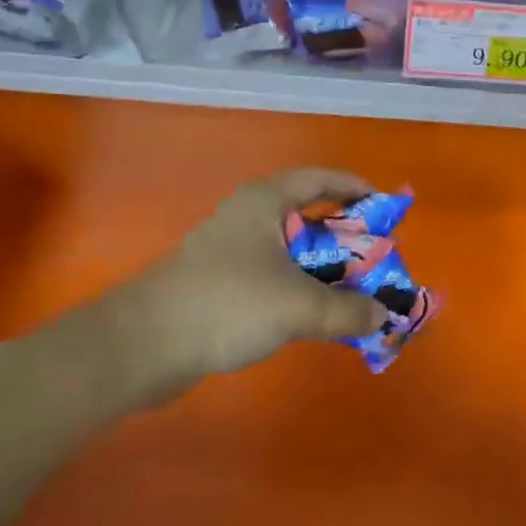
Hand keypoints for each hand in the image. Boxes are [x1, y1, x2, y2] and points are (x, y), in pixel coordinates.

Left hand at [114, 168, 387, 396]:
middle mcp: (249, 216)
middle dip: (346, 236)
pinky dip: (299, 287)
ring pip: (291, 249)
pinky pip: (273, 274)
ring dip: (324, 267)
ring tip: (353, 289)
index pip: (321, 179)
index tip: (386, 207)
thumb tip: (382, 317)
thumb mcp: (297, 306)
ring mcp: (230, 249)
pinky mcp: (218, 281)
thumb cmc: (226, 304)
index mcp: (266, 201)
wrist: (140, 346)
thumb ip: (346, 310)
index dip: (356, 188)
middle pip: (309, 215)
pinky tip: (312, 314)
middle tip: (377, 257)